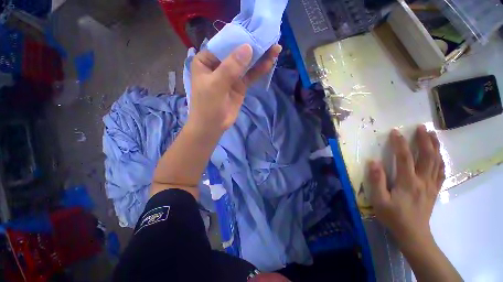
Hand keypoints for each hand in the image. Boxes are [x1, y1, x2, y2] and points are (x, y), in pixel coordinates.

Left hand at [187, 44, 281, 134]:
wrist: (212, 126)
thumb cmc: (207, 106)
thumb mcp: (216, 85)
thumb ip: (230, 67)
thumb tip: (248, 48)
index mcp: (206, 60)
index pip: (223, 44)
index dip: (239, 37)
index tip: (255, 31)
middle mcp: (219, 65)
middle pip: (237, 53)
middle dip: (253, 46)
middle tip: (269, 38)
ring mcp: (231, 76)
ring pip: (246, 64)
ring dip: (259, 57)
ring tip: (275, 48)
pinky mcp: (239, 86)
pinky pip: (250, 76)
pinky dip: (259, 70)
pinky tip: (269, 63)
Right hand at [368, 125, 444, 245]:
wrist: (413, 234)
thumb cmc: (393, 216)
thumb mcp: (379, 200)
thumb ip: (376, 181)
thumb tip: (373, 162)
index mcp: (408, 182)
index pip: (404, 157)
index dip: (399, 143)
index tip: (395, 132)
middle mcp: (423, 180)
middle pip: (427, 156)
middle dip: (424, 140)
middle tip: (421, 127)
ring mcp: (431, 185)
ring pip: (437, 162)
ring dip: (435, 147)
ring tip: (433, 135)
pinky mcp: (435, 190)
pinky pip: (441, 172)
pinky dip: (441, 160)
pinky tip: (439, 155)